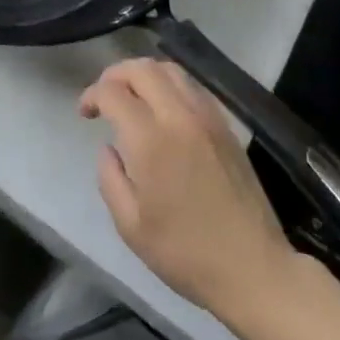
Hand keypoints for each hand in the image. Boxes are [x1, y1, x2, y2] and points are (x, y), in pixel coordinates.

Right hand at [80, 59, 299, 318]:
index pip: (112, 91)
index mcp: (150, 140)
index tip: (85, 114)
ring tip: (133, 98)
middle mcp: (179, 118)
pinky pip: (194, 87)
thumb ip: (110, 178)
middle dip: (115, 75)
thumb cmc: (185, 253)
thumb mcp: (130, 226)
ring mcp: (208, 119)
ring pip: (171, 70)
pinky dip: (171, 85)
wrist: (254, 270)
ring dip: (144, 75)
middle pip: (142, 69)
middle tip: (104, 98)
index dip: (91, 95)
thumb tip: (109, 148)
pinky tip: (165, 110)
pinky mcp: (227, 128)